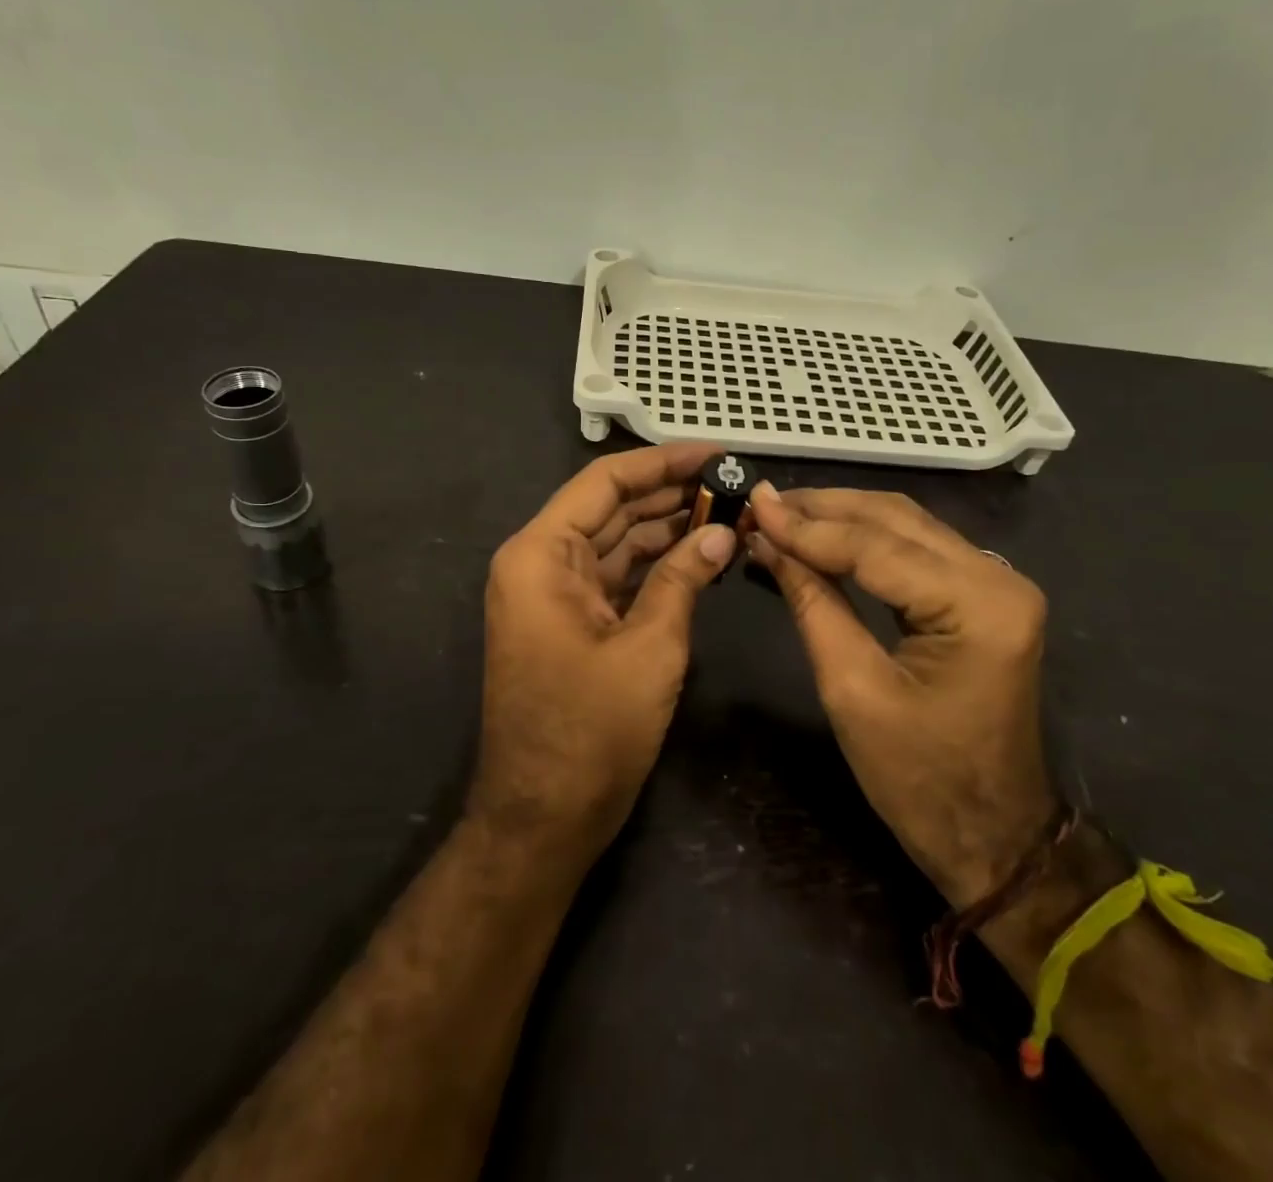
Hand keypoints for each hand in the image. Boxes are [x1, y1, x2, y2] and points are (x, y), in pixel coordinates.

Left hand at [473, 443, 736, 866]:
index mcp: (541, 555)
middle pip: (610, 509)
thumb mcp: (649, 646)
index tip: (714, 454)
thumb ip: (684, 578)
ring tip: (727, 513)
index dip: (661, 463)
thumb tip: (723, 531)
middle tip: (732, 483)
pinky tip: (699, 555)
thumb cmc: (591, 731)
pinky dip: (655, 567)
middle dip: (670, 495)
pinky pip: (615, 578)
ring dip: (666, 530)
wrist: (543, 819)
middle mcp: (539, 564)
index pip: (603, 483)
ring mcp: (553, 595)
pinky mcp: (570, 623)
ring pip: (616, 544)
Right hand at [747, 486, 1055, 908]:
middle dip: (822, 508)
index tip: (752, 506)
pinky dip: (864, 538)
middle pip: (895, 519)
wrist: (991, 837)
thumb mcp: (852, 690)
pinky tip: (822, 535)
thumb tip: (766, 543)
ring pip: (905, 524)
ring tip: (781, 514)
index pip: (877, 546)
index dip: (807, 526)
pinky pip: (916, 548)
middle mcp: (998, 578)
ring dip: (841, 516)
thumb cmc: (919, 780)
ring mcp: (997, 584)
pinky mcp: (983, 595)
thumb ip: (812, 603)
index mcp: (978, 606)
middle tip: (761, 504)